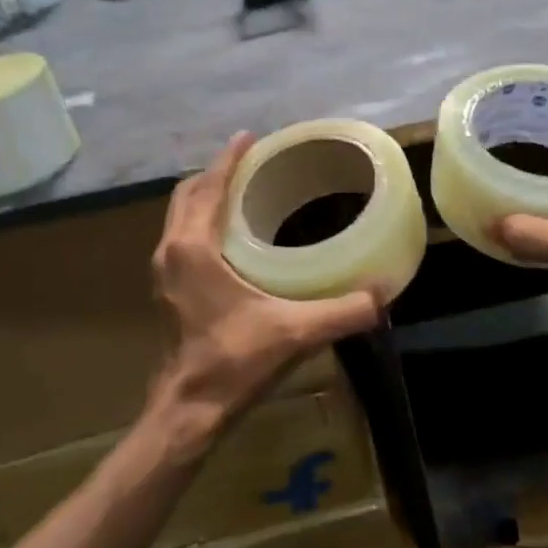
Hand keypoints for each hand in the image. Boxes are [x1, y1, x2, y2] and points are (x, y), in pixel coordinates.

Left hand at [144, 133, 379, 462]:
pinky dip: (201, 222)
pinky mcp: (167, 291)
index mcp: (193, 248)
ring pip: (180, 217)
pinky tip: (231, 236)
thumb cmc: (234, 362)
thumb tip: (383, 295)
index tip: (249, 137)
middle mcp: (171, 251)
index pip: (209, 187)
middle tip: (251, 163)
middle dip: (216, 173)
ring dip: (206, 198)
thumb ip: (343, 312)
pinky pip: (181, 238)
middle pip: (187, 195)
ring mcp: (164, 272)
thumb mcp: (295, 333)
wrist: (189, 410)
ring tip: (242, 191)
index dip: (229, 159)